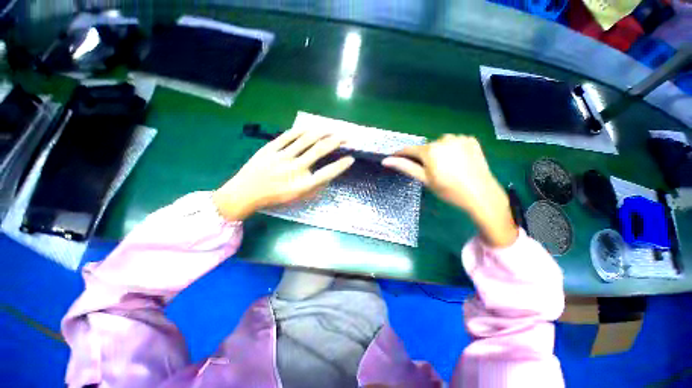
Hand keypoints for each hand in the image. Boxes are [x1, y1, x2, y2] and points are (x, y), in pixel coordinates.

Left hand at [213, 127, 354, 220]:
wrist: (245, 193)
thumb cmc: (275, 197)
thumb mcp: (297, 198)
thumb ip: (314, 187)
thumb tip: (328, 175)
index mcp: (301, 185)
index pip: (327, 173)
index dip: (340, 166)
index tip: (351, 159)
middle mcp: (294, 169)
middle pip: (319, 151)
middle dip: (336, 142)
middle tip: (346, 137)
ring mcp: (281, 156)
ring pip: (305, 139)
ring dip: (322, 132)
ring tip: (332, 129)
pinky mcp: (270, 148)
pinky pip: (288, 136)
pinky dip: (302, 131)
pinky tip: (311, 128)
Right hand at [382, 134, 517, 247]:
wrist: (481, 195)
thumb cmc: (449, 190)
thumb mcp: (425, 179)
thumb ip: (405, 167)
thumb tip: (386, 161)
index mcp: (431, 150)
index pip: (409, 149)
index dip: (401, 154)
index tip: (395, 158)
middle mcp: (444, 139)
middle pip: (426, 147)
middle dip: (423, 157)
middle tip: (430, 172)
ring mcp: (459, 138)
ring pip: (440, 144)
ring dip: (438, 153)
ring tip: (446, 167)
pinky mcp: (471, 140)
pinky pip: (454, 143)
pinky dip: (452, 150)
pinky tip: (457, 162)